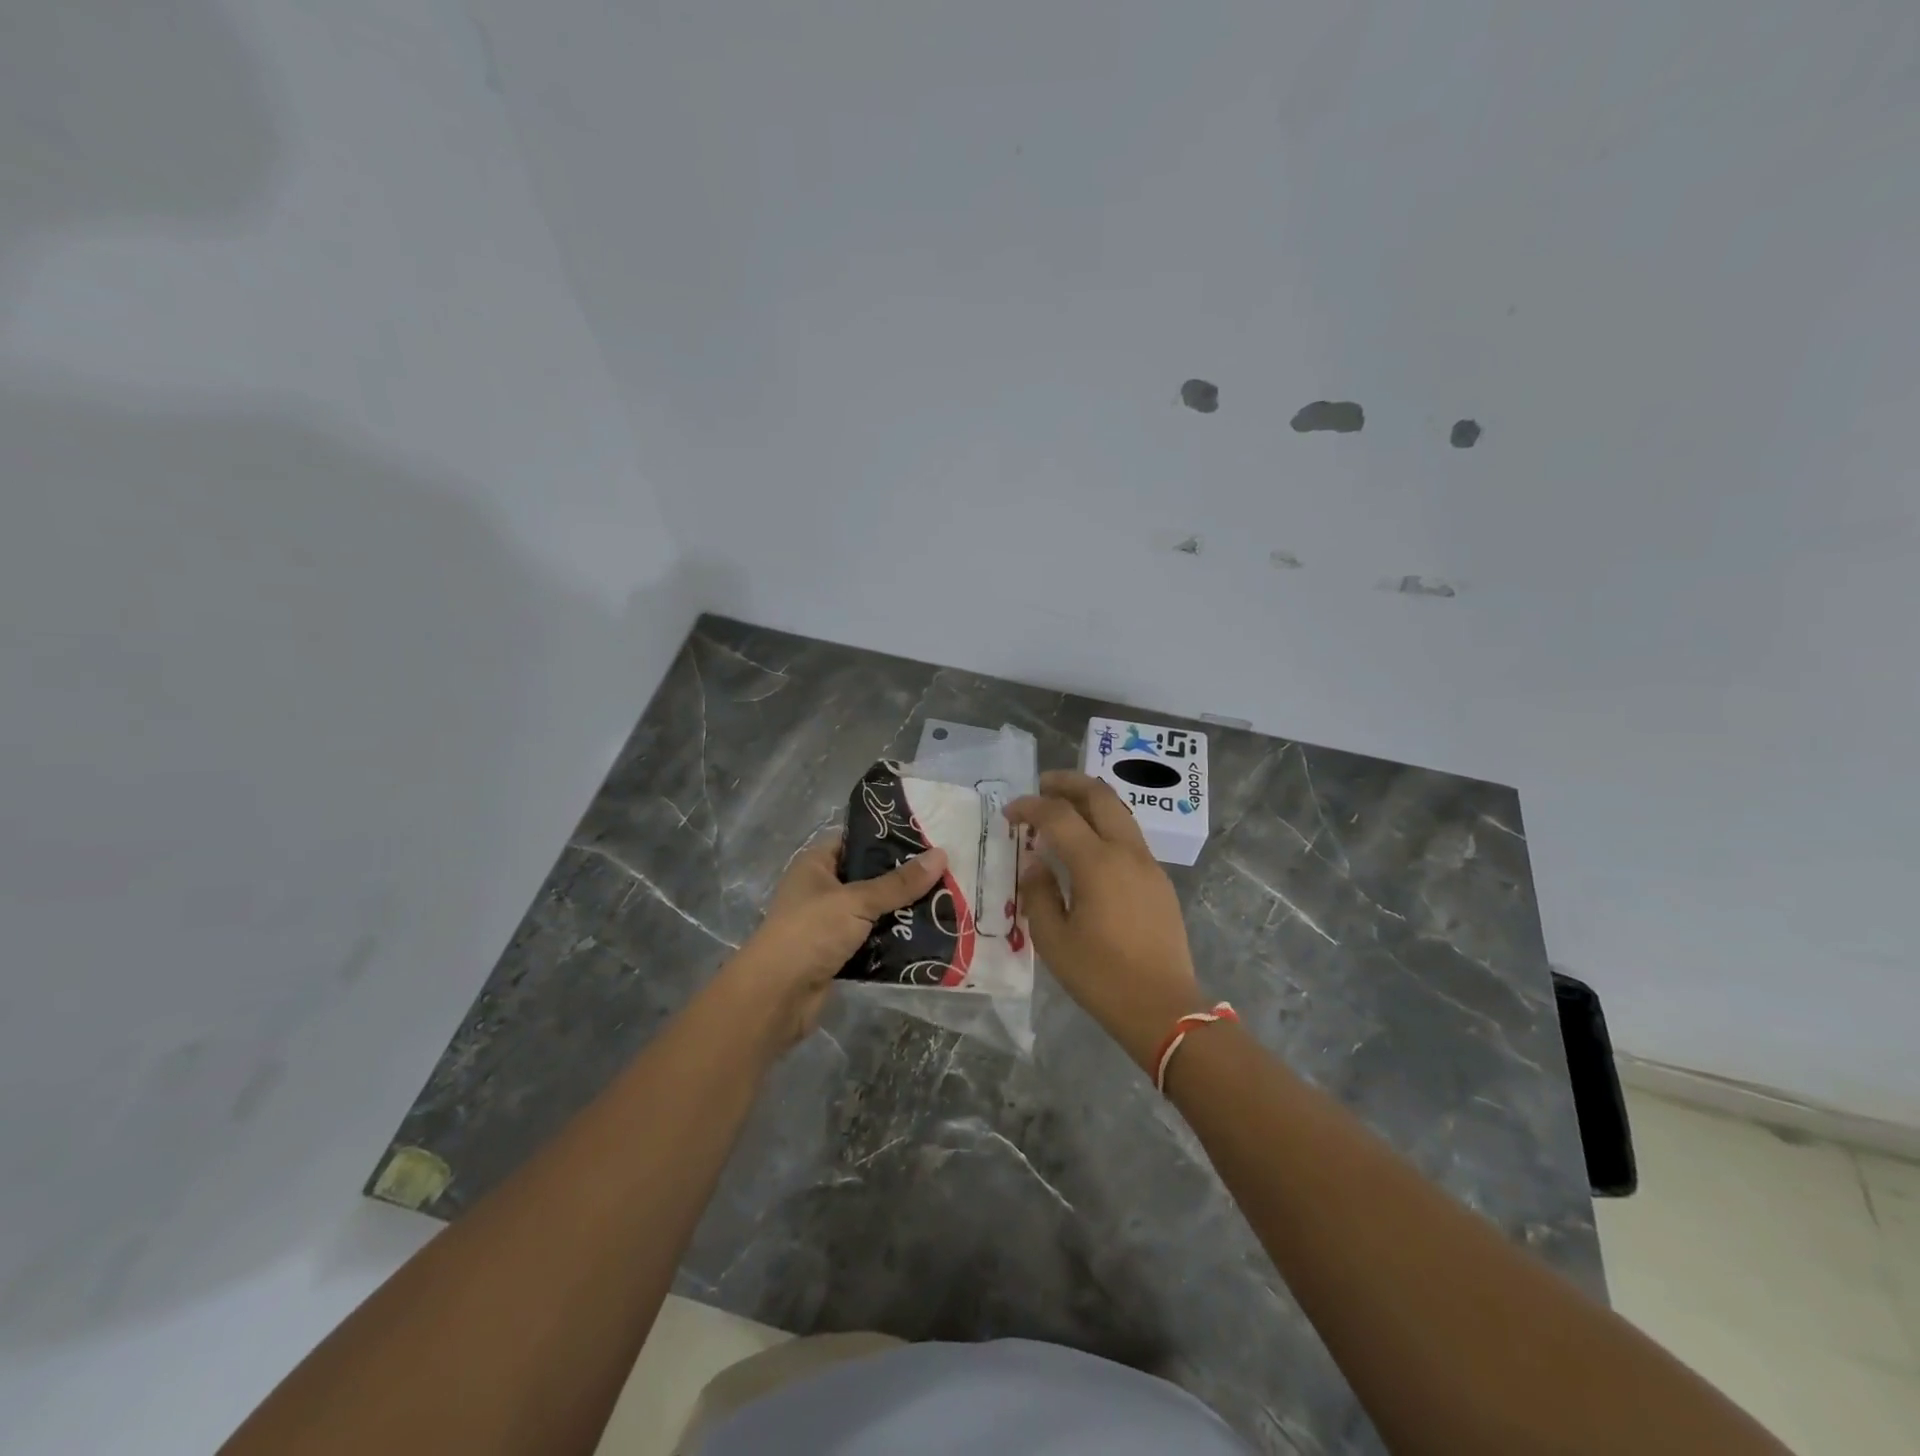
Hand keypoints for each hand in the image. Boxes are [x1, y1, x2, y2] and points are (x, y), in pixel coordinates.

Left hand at [718, 838, 947, 1053]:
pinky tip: (929, 935)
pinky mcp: (839, 954)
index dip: (887, 837)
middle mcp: (822, 889)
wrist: (776, 997)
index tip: (927, 837)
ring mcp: (829, 923)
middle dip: (903, 878)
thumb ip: (899, 883)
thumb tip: (942, 855)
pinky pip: (873, 940)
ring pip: (874, 910)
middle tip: (946, 870)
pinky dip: (894, 940)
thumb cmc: (810, 933)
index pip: (855, 840)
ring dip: (902, 911)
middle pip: (869, 876)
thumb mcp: (856, 901)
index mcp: (816, 864)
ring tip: (947, 901)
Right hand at [1006, 771, 1205, 1072]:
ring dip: (1090, 800)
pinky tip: (1088, 845)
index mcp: (1097, 863)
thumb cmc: (1101, 976)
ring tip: (1064, 808)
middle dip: (1068, 783)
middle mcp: (1126, 852)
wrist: (1163, 1008)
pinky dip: (1105, 824)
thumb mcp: (1053, 940)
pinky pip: (1129, 836)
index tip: (1009, 813)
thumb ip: (1038, 894)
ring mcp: (1148, 864)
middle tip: (1042, 785)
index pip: (1058, 815)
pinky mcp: (1159, 881)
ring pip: (1120, 812)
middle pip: (1099, 796)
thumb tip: (1035, 865)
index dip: (1030, 807)